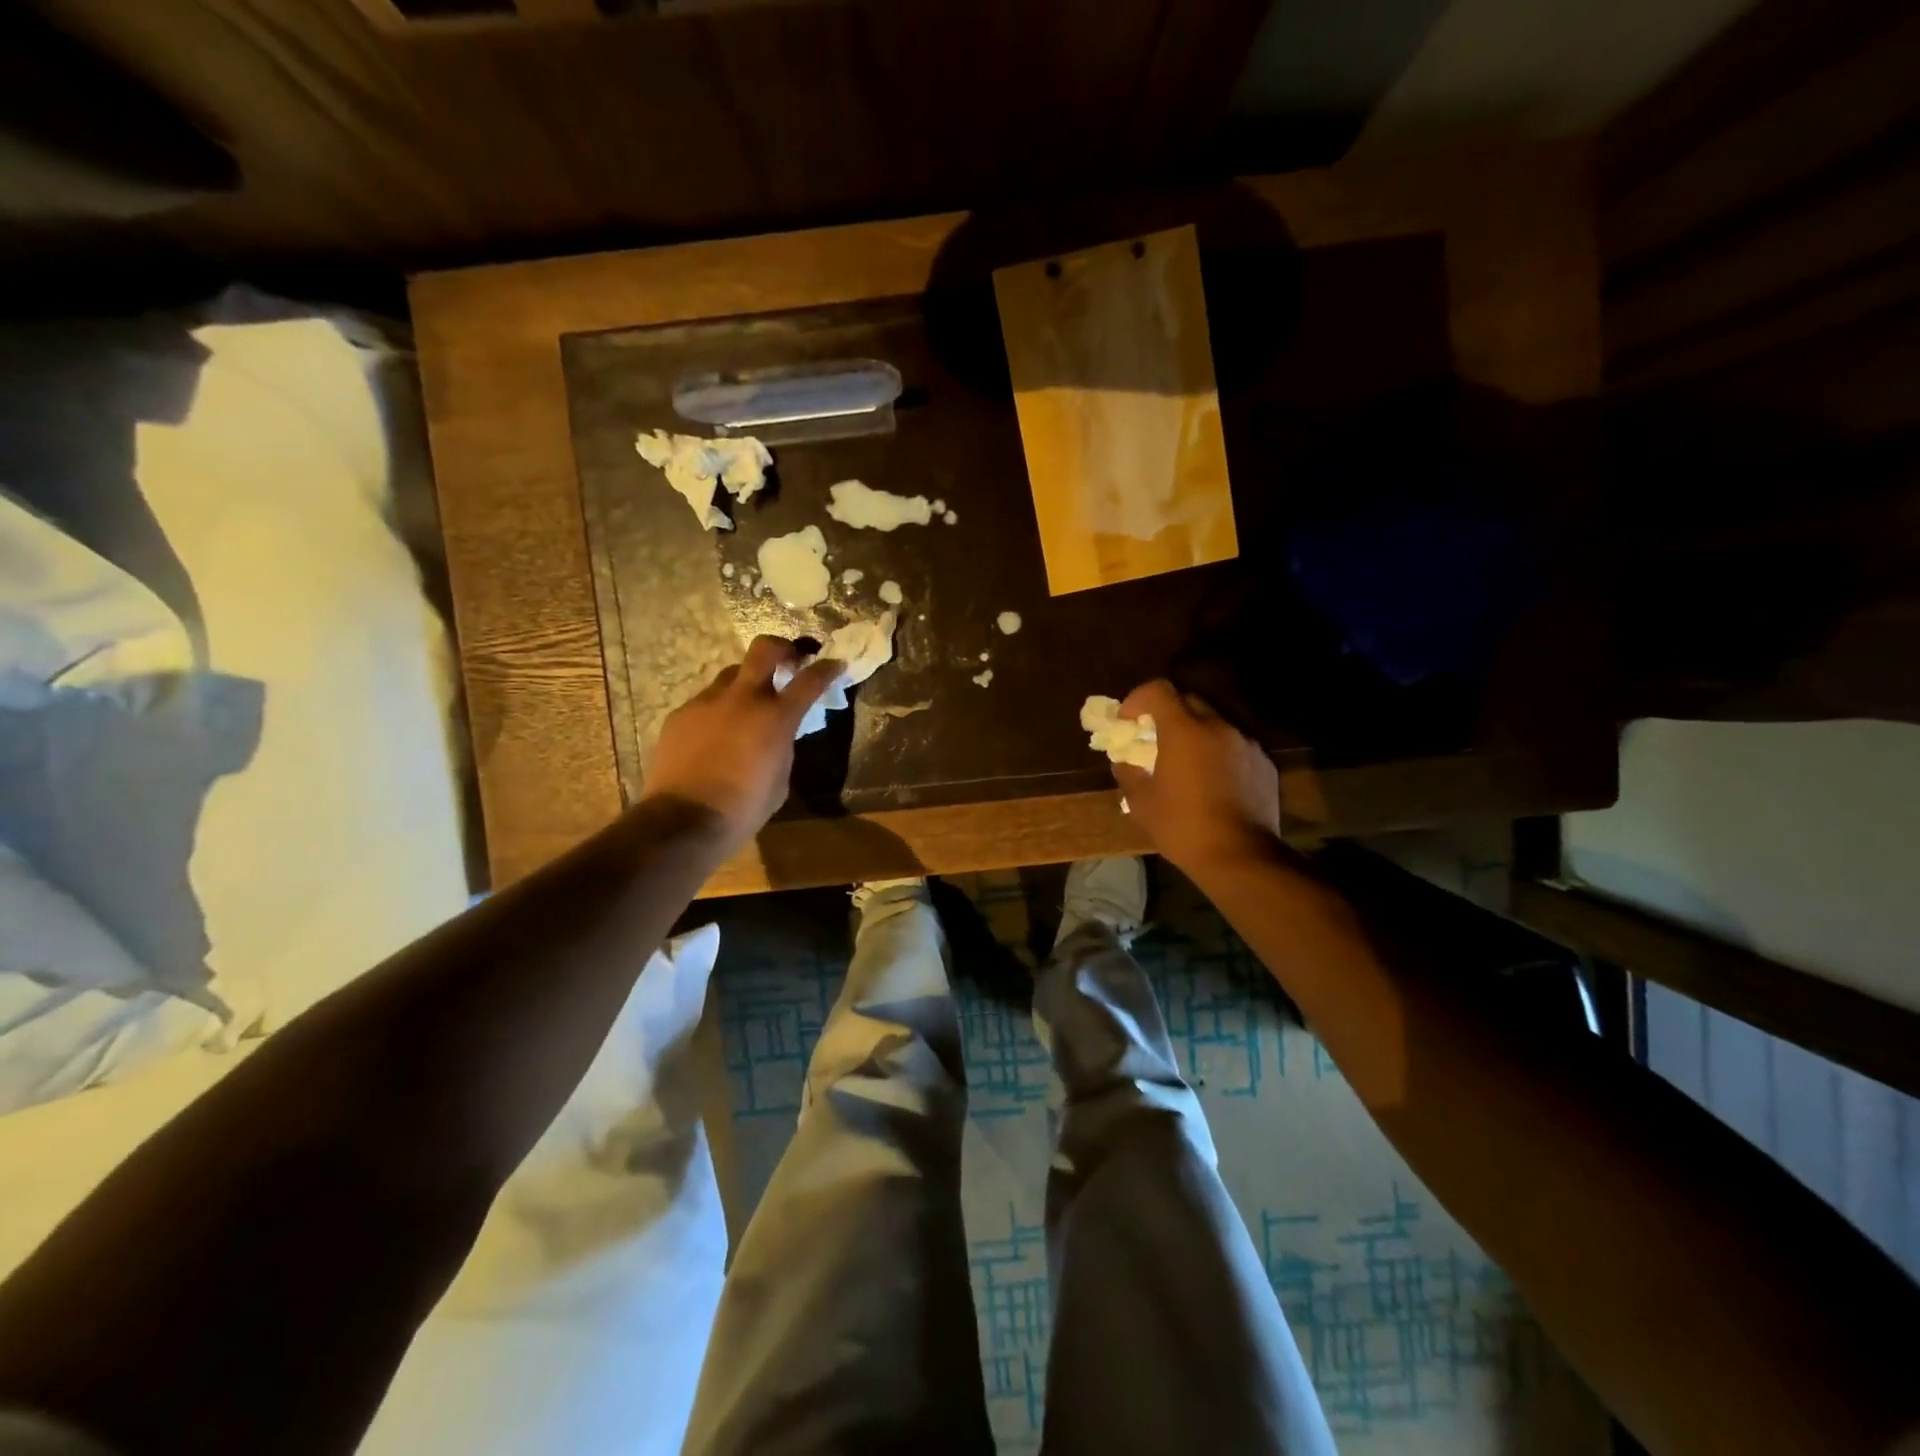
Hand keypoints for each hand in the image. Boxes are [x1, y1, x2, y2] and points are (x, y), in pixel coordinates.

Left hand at [641, 637, 843, 856]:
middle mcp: (742, 699)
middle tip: (790, 658)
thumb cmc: (743, 809)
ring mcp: (707, 702)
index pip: (810, 680)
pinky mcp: (680, 714)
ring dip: (746, 683)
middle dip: (782, 648)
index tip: (835, 663)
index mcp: (776, 718)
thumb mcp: (780, 779)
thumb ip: (783, 747)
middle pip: (764, 649)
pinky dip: (719, 710)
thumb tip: (778, 735)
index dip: (827, 668)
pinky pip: (706, 701)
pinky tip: (716, 735)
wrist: (683, 822)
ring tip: (747, 707)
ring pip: (732, 675)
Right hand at [1112, 680, 1283, 879]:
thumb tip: (1124, 761)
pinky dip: (1218, 754)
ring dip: (1195, 734)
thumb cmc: (1183, 827)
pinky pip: (1235, 747)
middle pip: (1188, 702)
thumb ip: (1128, 773)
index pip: (1158, 690)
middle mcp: (1218, 727)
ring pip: (1214, 724)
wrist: (1241, 857)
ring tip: (1185, 764)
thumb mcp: (1141, 803)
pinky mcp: (1264, 763)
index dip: (1138, 699)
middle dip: (1167, 714)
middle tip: (1153, 740)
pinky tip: (1213, 783)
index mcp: (1184, 730)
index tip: (1128, 721)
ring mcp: (1246, 744)